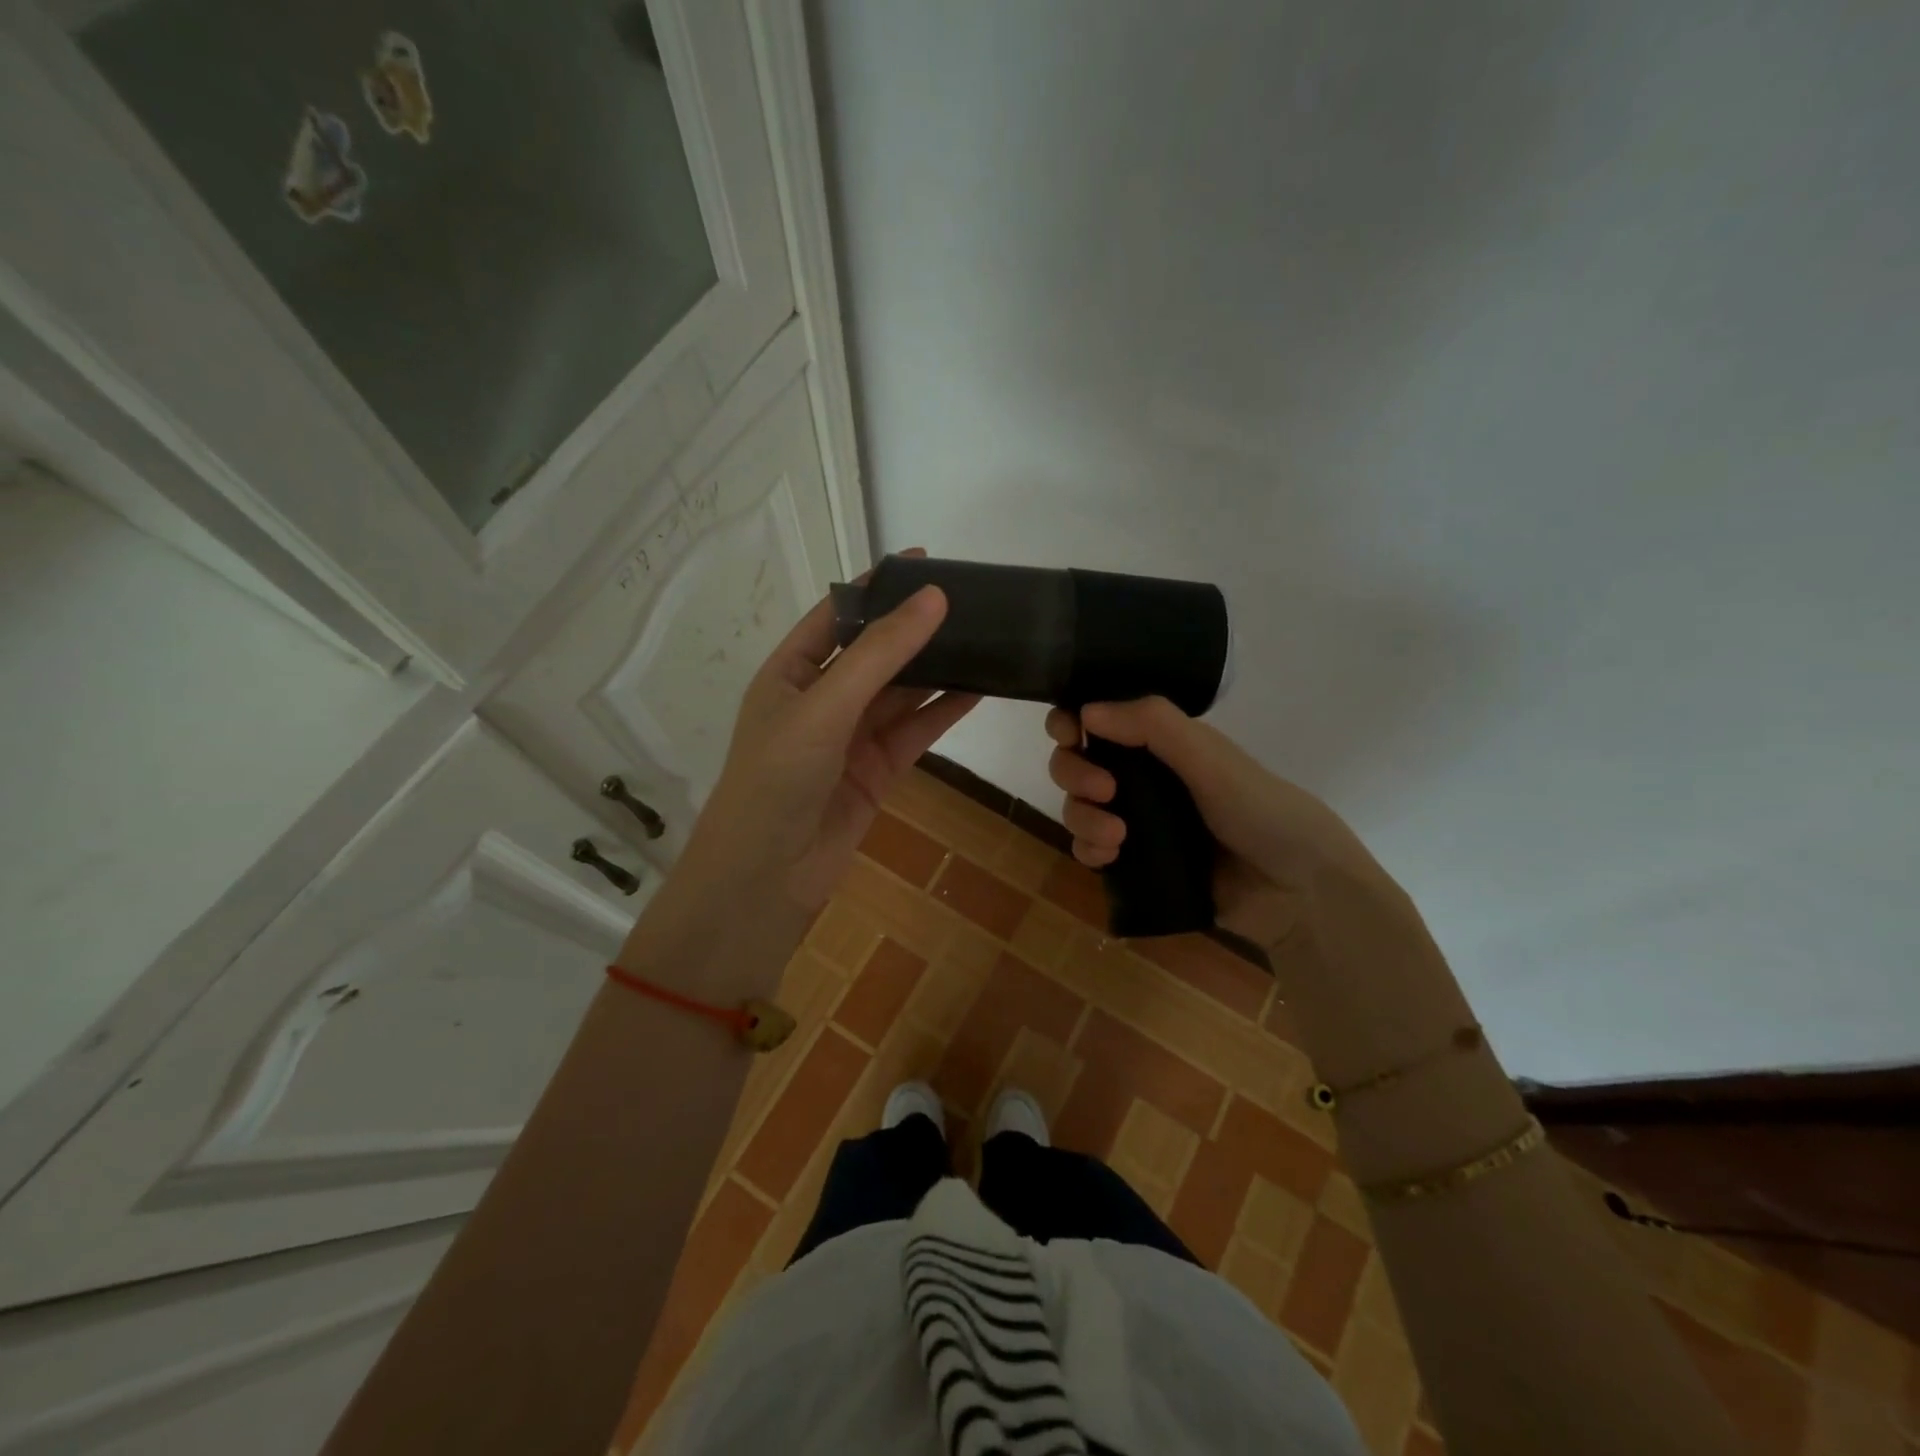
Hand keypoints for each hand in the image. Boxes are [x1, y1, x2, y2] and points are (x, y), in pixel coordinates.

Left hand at [681, 555, 978, 912]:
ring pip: (901, 693)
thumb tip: (933, 598)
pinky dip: (944, 712)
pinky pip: (914, 732)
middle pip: (875, 653)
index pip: (838, 615)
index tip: (923, 561)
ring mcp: (849, 737)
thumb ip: (881, 654)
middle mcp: (820, 699)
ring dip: (937, 669)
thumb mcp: (825, 706)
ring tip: (983, 638)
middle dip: (915, 628)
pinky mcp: (875, 771)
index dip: (877, 587)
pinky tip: (978, 690)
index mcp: (789, 672)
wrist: (766, 878)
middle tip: (968, 599)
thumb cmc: (778, 779)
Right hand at [1044, 696, 1407, 953]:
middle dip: (1075, 772)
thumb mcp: (1211, 760)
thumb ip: (1154, 726)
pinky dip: (1088, 848)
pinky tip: (1107, 856)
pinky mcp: (1136, 863)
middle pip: (1077, 762)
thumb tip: (1086, 710)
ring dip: (1082, 816)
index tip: (1068, 735)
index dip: (1072, 723)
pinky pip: (1091, 849)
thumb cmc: (1262, 811)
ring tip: (1115, 836)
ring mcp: (1137, 821)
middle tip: (1103, 790)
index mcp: (1161, 743)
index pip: (1099, 720)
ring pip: (1079, 807)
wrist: (1299, 892)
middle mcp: (1142, 777)